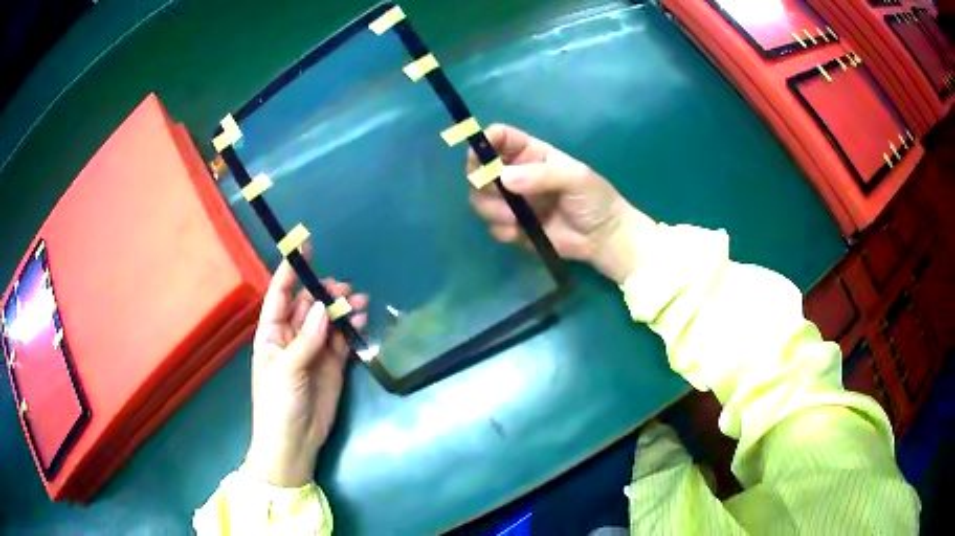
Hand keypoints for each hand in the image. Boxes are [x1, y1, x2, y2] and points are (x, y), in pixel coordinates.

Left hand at [245, 252, 367, 486]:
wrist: (294, 443)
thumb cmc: (277, 404)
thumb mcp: (286, 370)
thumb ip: (306, 339)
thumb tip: (325, 307)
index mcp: (271, 334)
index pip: (280, 295)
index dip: (290, 271)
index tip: (305, 247)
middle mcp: (292, 337)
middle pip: (308, 305)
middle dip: (324, 292)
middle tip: (344, 289)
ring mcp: (313, 351)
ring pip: (328, 320)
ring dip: (341, 309)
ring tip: (359, 301)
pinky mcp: (332, 365)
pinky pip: (341, 340)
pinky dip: (350, 328)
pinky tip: (360, 320)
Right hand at [468, 124, 654, 283]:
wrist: (603, 237)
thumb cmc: (595, 198)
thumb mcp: (576, 178)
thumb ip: (542, 174)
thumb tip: (504, 178)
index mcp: (529, 154)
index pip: (498, 138)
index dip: (483, 142)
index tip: (480, 155)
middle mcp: (514, 174)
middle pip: (479, 169)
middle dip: (481, 180)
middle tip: (497, 191)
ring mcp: (512, 202)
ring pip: (480, 199)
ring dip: (491, 208)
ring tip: (515, 219)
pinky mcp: (512, 227)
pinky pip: (492, 226)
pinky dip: (500, 229)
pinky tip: (519, 233)